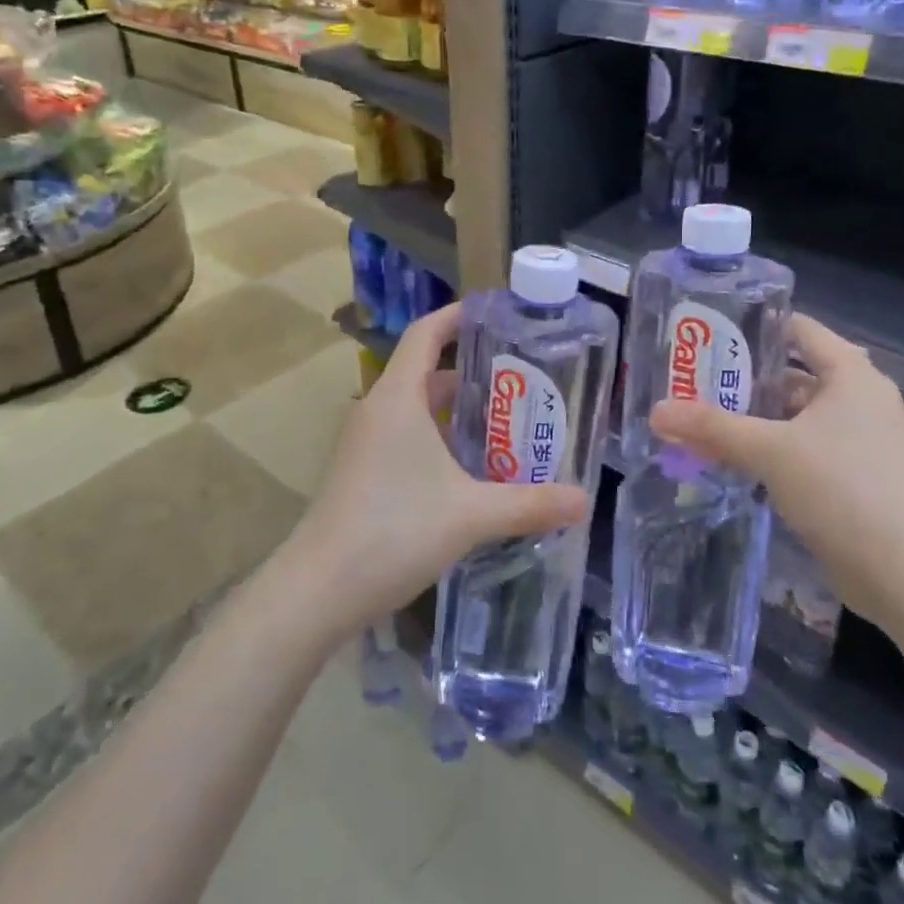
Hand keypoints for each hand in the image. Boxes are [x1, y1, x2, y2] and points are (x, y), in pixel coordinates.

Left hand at [291, 303, 587, 638]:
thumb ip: (530, 504)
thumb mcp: (470, 514)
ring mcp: (365, 442)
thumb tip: (585, 500)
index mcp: (398, 398)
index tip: (495, 313)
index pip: (426, 333)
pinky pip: (405, 436)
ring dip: (457, 412)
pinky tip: (470, 471)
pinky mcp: (361, 472)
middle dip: (472, 372)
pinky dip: (438, 439)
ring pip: (416, 409)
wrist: (318, 589)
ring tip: (506, 424)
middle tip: (521, 380)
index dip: (457, 316)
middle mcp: (378, 410)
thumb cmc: (394, 531)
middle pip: (426, 372)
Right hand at [648, 312, 903, 635]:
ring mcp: (860, 440)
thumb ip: (712, 426)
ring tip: (700, 419)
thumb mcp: (770, 451)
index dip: (753, 326)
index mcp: (850, 374)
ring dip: (753, 419)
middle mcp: (859, 398)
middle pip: (791, 374)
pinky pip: (803, 448)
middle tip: (691, 380)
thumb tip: (656, 411)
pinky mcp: (855, 476)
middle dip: (741, 379)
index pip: (797, 328)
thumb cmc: (844, 490)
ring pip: (794, 416)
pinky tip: (731, 459)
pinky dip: (770, 449)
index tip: (707, 333)